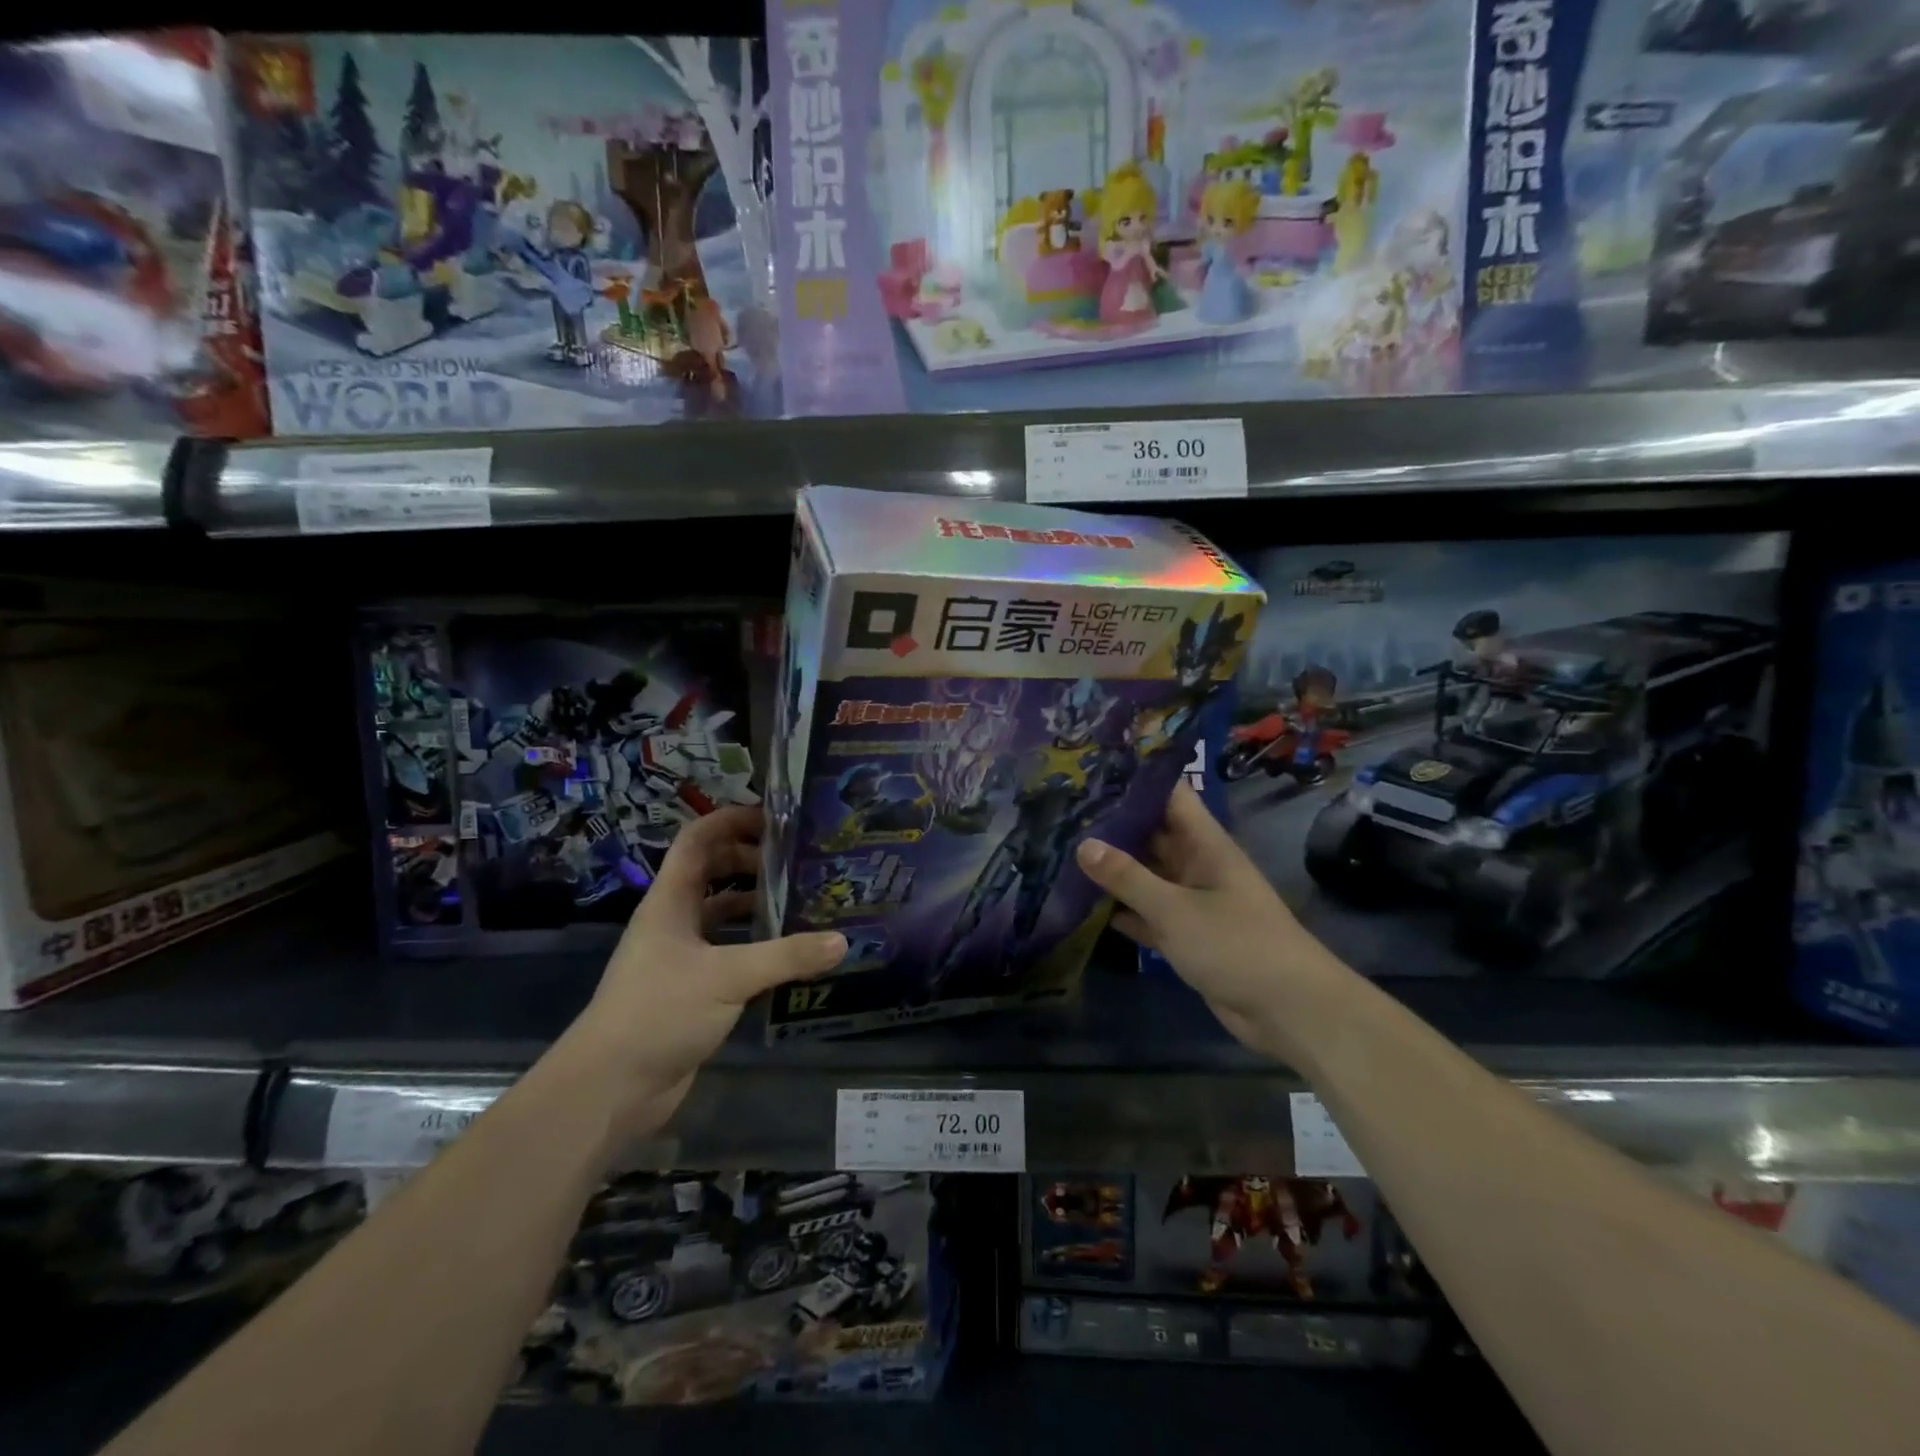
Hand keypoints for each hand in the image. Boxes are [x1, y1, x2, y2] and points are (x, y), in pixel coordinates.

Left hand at [577, 806, 844, 1115]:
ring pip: (723, 916)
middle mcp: (675, 921)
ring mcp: (682, 957)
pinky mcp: (693, 990)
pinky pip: (730, 955)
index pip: (698, 839)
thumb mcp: (728, 977)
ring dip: (757, 906)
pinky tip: (791, 956)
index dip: (732, 820)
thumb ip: (787, 957)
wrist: (610, 1087)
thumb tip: (841, 941)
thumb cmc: (659, 1011)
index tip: (777, 818)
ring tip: (804, 903)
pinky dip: (758, 948)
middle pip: (713, 872)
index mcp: (671, 901)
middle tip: (800, 863)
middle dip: (753, 862)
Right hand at [1074, 782, 1333, 1058]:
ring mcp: (1192, 901)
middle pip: (1151, 834)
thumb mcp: (1175, 908)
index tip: (1093, 770)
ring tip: (1062, 851)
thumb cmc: (1236, 944)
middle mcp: (1197, 865)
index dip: (1136, 780)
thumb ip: (1127, 877)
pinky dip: (1122, 910)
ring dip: (1112, 869)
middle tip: (1063, 812)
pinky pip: (1147, 913)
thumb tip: (1082, 844)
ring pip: (1146, 875)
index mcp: (1204, 844)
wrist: (1288, 1010)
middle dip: (1112, 825)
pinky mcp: (1186, 935)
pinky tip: (1083, 905)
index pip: (1170, 795)